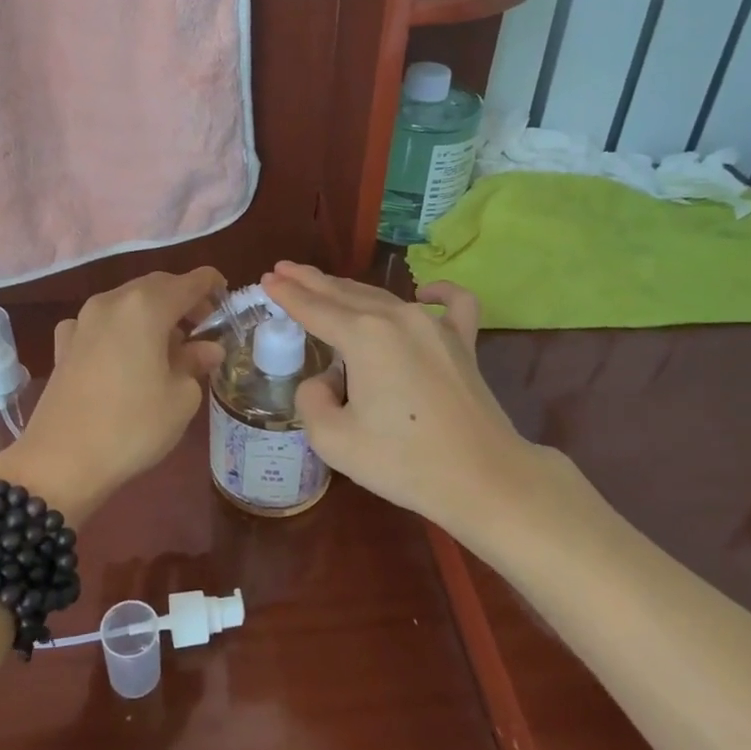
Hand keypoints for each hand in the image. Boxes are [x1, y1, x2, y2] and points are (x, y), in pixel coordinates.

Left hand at [0, 267, 225, 520]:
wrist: (60, 461)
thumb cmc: (132, 426)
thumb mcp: (180, 398)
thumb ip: (196, 363)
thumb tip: (207, 348)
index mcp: (146, 307)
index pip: (190, 282)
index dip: (212, 284)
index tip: (227, 296)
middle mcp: (112, 302)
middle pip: (156, 286)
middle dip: (182, 299)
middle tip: (203, 326)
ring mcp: (82, 320)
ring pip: (126, 302)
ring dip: (151, 314)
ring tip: (168, 345)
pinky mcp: (63, 344)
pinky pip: (99, 323)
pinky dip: (119, 329)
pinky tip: (122, 353)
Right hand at [260, 262, 548, 529]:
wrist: (483, 479)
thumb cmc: (403, 462)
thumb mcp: (333, 439)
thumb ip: (312, 399)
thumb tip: (327, 380)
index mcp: (363, 335)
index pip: (313, 307)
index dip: (286, 294)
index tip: (266, 279)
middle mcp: (397, 317)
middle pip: (344, 293)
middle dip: (311, 281)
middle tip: (284, 270)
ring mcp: (435, 325)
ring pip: (383, 297)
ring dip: (350, 289)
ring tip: (325, 284)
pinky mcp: (463, 342)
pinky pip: (452, 305)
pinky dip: (437, 293)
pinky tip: (424, 292)